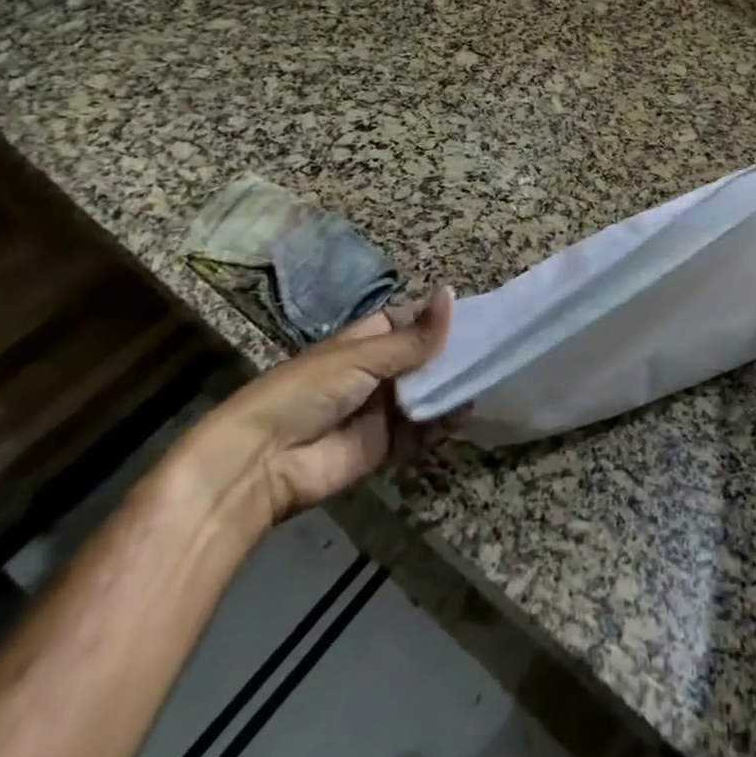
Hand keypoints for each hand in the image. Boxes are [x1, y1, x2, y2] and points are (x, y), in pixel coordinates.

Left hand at [178, 286, 458, 533]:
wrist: (262, 462)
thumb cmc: (307, 391)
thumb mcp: (362, 357)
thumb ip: (413, 338)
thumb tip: (451, 294)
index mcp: (364, 342)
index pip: (408, 323)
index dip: (437, 320)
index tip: (477, 316)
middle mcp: (375, 373)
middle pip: (422, 360)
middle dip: (452, 357)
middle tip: (493, 349)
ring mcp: (381, 411)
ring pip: (426, 395)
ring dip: (451, 389)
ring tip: (486, 378)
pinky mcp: (384, 447)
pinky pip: (421, 433)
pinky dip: (442, 424)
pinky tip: (464, 413)